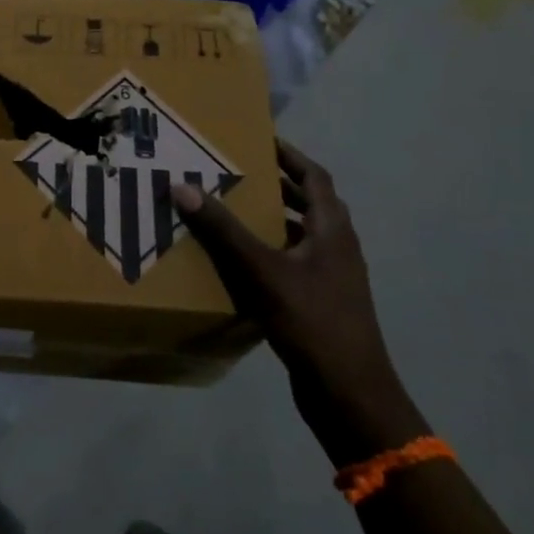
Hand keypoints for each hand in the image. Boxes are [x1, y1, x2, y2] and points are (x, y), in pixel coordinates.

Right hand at [173, 143, 425, 466]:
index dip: (289, 155)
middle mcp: (336, 247)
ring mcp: (331, 277)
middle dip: (274, 185)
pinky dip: (268, 252)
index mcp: (332, 230)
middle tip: (234, 172)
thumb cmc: (313, 322)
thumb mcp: (263, 271)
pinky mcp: (320, 303)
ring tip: (230, 211)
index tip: (259, 139)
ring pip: (298, 235)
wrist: (350, 394)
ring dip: (270, 219)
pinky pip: (291, 263)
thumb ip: (224, 231)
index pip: (314, 176)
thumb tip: (183, 186)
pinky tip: (238, 263)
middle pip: (307, 203)